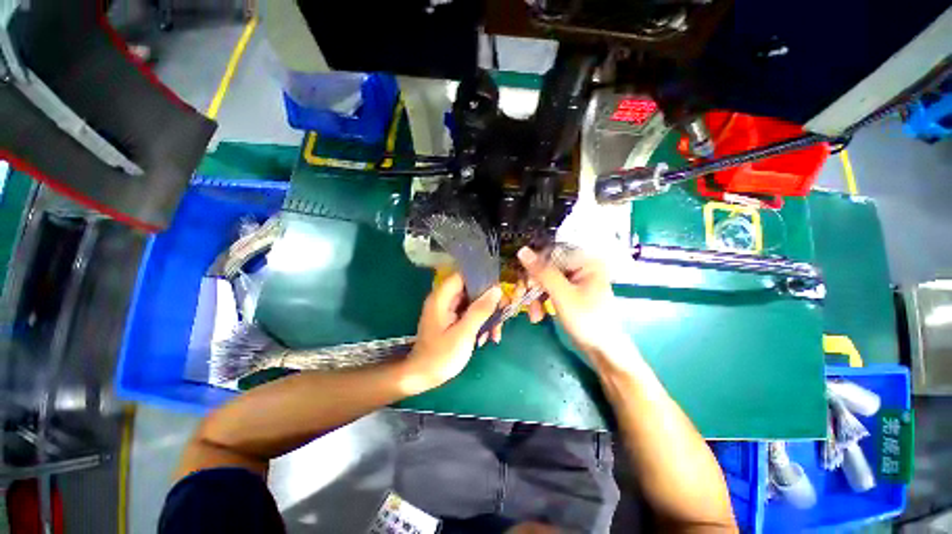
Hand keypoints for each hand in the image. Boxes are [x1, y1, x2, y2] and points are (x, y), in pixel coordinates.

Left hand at [401, 272, 501, 393]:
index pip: (463, 275)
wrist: (422, 377)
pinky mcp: (451, 320)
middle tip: (504, 313)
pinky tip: (486, 338)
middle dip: (488, 302)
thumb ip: (480, 310)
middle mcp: (444, 300)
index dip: (481, 279)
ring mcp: (448, 310)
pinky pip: (469, 314)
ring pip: (473, 303)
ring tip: (495, 334)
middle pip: (470, 290)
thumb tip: (497, 289)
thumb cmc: (441, 355)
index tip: (499, 289)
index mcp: (442, 297)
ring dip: (486, 316)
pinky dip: (479, 323)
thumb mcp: (464, 333)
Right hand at [517, 247, 633, 364]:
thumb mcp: (562, 295)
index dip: (534, 268)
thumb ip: (542, 272)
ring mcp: (573, 280)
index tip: (524, 285)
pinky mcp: (568, 293)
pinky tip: (537, 316)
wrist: (602, 351)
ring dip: (534, 297)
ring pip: (544, 281)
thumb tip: (522, 251)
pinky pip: (548, 291)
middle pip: (545, 268)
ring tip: (533, 315)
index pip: (550, 255)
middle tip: (522, 299)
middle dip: (533, 287)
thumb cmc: (587, 321)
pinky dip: (540, 302)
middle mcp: (579, 267)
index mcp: (585, 261)